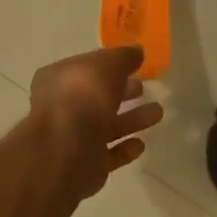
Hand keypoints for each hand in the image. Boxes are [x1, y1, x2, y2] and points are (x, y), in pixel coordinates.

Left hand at [28, 46, 164, 198]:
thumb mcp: (107, 64)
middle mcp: (61, 107)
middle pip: (96, 97)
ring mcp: (72, 138)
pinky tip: (140, 144)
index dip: (109, 64)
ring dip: (131, 119)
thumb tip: (136, 51)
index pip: (86, 68)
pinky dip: (124, 148)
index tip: (134, 65)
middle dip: (121, 91)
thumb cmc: (83, 96)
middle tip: (144, 87)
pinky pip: (108, 154)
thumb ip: (123, 57)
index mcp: (58, 79)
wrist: (67, 149)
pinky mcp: (85, 165)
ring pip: (105, 125)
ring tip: (158, 112)